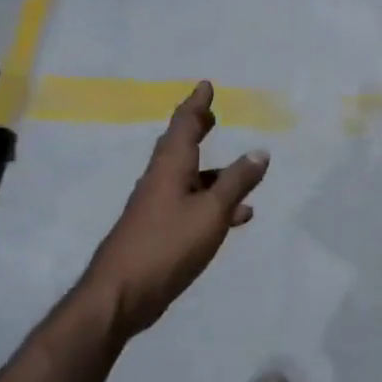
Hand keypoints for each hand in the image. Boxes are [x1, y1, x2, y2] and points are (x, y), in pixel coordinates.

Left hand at [80, 81, 269, 341]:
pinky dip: (214, 203)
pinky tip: (237, 216)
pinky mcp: (161, 234)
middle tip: (212, 115)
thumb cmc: (167, 246)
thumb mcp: (211, 212)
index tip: (206, 86)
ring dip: (213, 173)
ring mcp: (158, 209)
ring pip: (190, 180)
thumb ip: (236, 182)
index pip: (183, 126)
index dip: (196, 106)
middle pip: (179, 148)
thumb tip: (260, 152)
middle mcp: (160, 182)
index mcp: (169, 169)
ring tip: (241, 171)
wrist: (121, 295)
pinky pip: (192, 207)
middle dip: (197, 131)